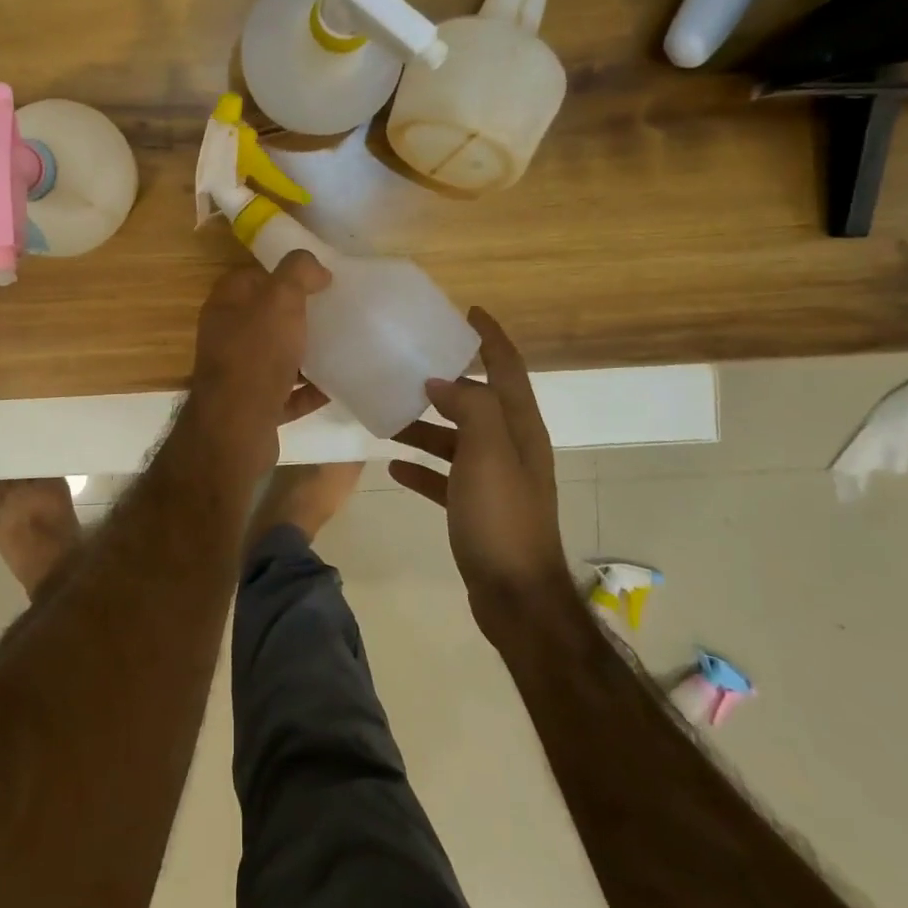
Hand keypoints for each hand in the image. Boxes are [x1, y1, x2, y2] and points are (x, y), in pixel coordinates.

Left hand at [183, 252, 331, 480]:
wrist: (237, 428)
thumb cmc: (256, 355)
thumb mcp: (279, 300)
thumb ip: (297, 273)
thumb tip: (316, 267)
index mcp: (226, 306)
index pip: (251, 278)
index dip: (281, 274)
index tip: (316, 279)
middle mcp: (226, 338)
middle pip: (265, 318)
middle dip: (297, 315)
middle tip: (332, 312)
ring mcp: (238, 375)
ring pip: (275, 356)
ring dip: (304, 353)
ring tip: (339, 346)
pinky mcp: (253, 408)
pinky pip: (285, 394)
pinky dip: (307, 391)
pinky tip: (334, 387)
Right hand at [391, 307, 573, 630]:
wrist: (516, 597)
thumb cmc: (502, 518)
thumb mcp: (488, 453)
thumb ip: (470, 408)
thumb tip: (442, 381)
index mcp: (519, 429)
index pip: (507, 368)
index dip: (492, 337)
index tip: (469, 310)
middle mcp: (511, 448)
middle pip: (478, 402)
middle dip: (448, 380)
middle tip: (409, 363)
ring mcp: (494, 479)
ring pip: (456, 439)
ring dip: (426, 425)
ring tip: (388, 415)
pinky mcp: (476, 508)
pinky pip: (445, 476)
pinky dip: (422, 466)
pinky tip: (392, 464)